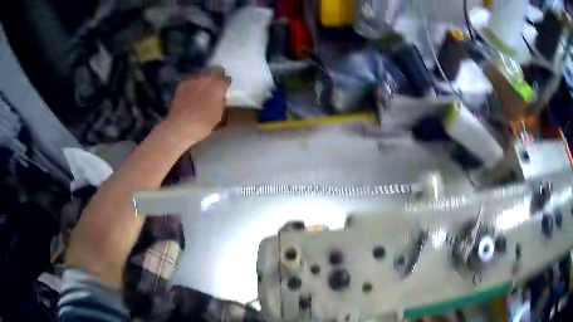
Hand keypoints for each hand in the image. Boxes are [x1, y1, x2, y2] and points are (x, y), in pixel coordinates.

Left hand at [166, 68, 230, 140]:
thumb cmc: (203, 123)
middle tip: (215, 89)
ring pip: (202, 75)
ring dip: (204, 81)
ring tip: (202, 91)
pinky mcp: (181, 85)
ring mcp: (192, 80)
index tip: (225, 92)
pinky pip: (190, 81)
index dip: (226, 85)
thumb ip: (222, 102)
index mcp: (218, 85)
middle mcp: (206, 78)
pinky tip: (191, 94)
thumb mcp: (219, 115)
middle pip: (215, 72)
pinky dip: (192, 85)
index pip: (227, 79)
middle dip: (216, 79)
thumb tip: (221, 97)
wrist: (180, 126)